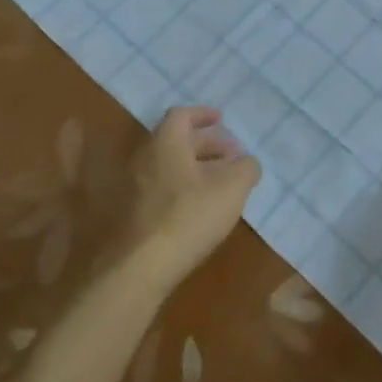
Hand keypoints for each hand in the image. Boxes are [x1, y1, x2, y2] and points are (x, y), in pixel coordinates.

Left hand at [122, 107, 260, 292]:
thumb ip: (245, 169)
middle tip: (232, 154)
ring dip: (196, 167)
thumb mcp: (232, 189)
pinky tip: (202, 208)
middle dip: (206, 144)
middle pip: (176, 141)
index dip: (203, 115)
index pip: (182, 115)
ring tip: (222, 182)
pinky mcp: (133, 214)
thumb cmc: (189, 216)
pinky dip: (184, 188)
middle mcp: (145, 158)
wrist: (140, 266)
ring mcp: (134, 187)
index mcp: (166, 143)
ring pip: (169, 166)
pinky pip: (162, 189)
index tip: (221, 119)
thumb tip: (248, 162)